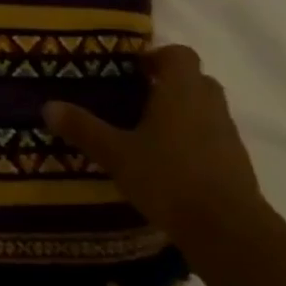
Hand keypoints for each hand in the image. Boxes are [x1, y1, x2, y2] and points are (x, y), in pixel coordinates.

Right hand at [43, 45, 264, 244]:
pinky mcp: (238, 165)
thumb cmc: (169, 178)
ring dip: (184, 113)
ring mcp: (228, 135)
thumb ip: (84, 128)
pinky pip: (214, 139)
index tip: (134, 71)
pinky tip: (170, 165)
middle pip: (195, 80)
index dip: (157, 57)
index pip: (179, 54)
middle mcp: (209, 105)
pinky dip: (195, 142)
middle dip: (170, 84)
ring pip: (206, 110)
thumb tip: (48, 106)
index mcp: (181, 91)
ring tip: (150, 133)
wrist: (229, 231)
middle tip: (138, 99)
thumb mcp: (116, 154)